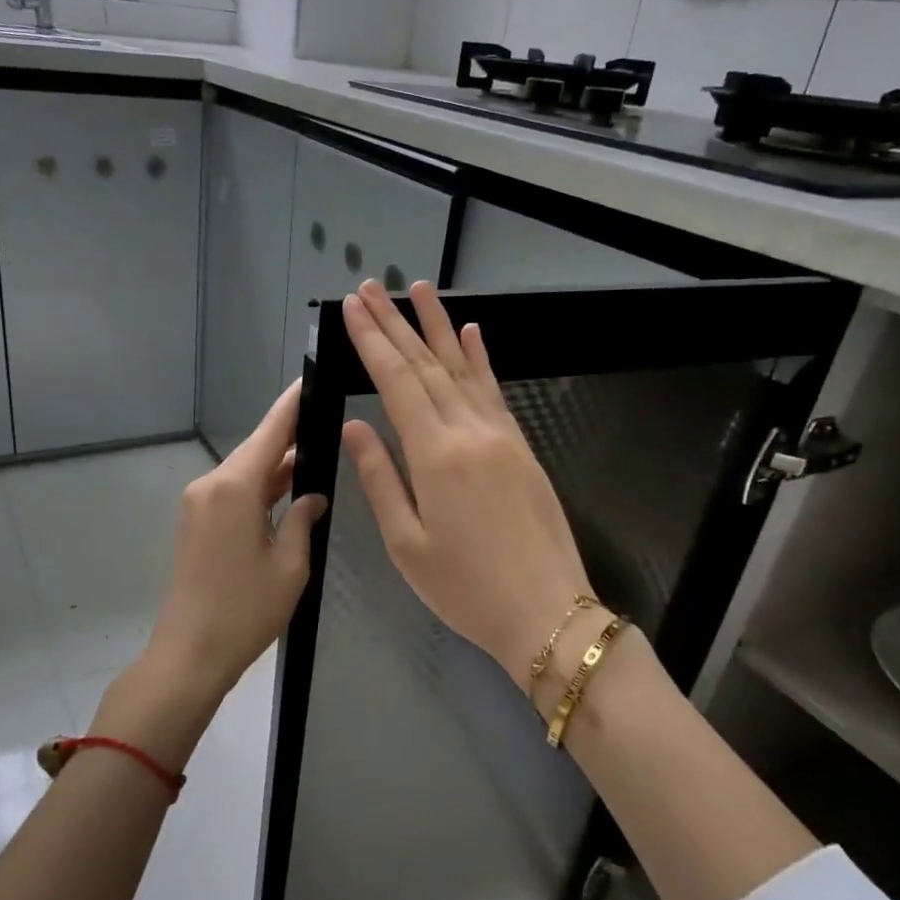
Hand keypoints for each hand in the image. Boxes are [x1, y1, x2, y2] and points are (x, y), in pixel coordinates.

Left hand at [103, 382, 327, 765]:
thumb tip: (312, 496)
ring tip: (316, 453)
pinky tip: (288, 490)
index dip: (292, 405)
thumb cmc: (245, 611)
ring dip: (277, 467)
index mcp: (234, 488)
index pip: (271, 432)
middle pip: (256, 450)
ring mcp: (199, 505)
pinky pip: (233, 493)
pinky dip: (261, 489)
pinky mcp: (196, 524)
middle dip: (289, 437)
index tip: (310, 380)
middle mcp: (211, 486)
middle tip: (326, 422)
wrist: (188, 654)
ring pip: (245, 473)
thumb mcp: (289, 566)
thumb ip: (303, 520)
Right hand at [341, 280, 594, 689]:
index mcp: (435, 455)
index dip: (372, 342)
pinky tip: (471, 332)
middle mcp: (469, 432)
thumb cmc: (466, 588)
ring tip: (418, 290)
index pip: (396, 382)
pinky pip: (495, 390)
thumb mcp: (407, 545)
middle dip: (395, 323)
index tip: (351, 309)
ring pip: (463, 368)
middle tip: (370, 287)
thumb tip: (356, 426)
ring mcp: (501, 436)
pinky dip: (481, 358)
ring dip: (437, 326)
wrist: (547, 612)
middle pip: (426, 364)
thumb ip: (380, 479)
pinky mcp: (521, 447)